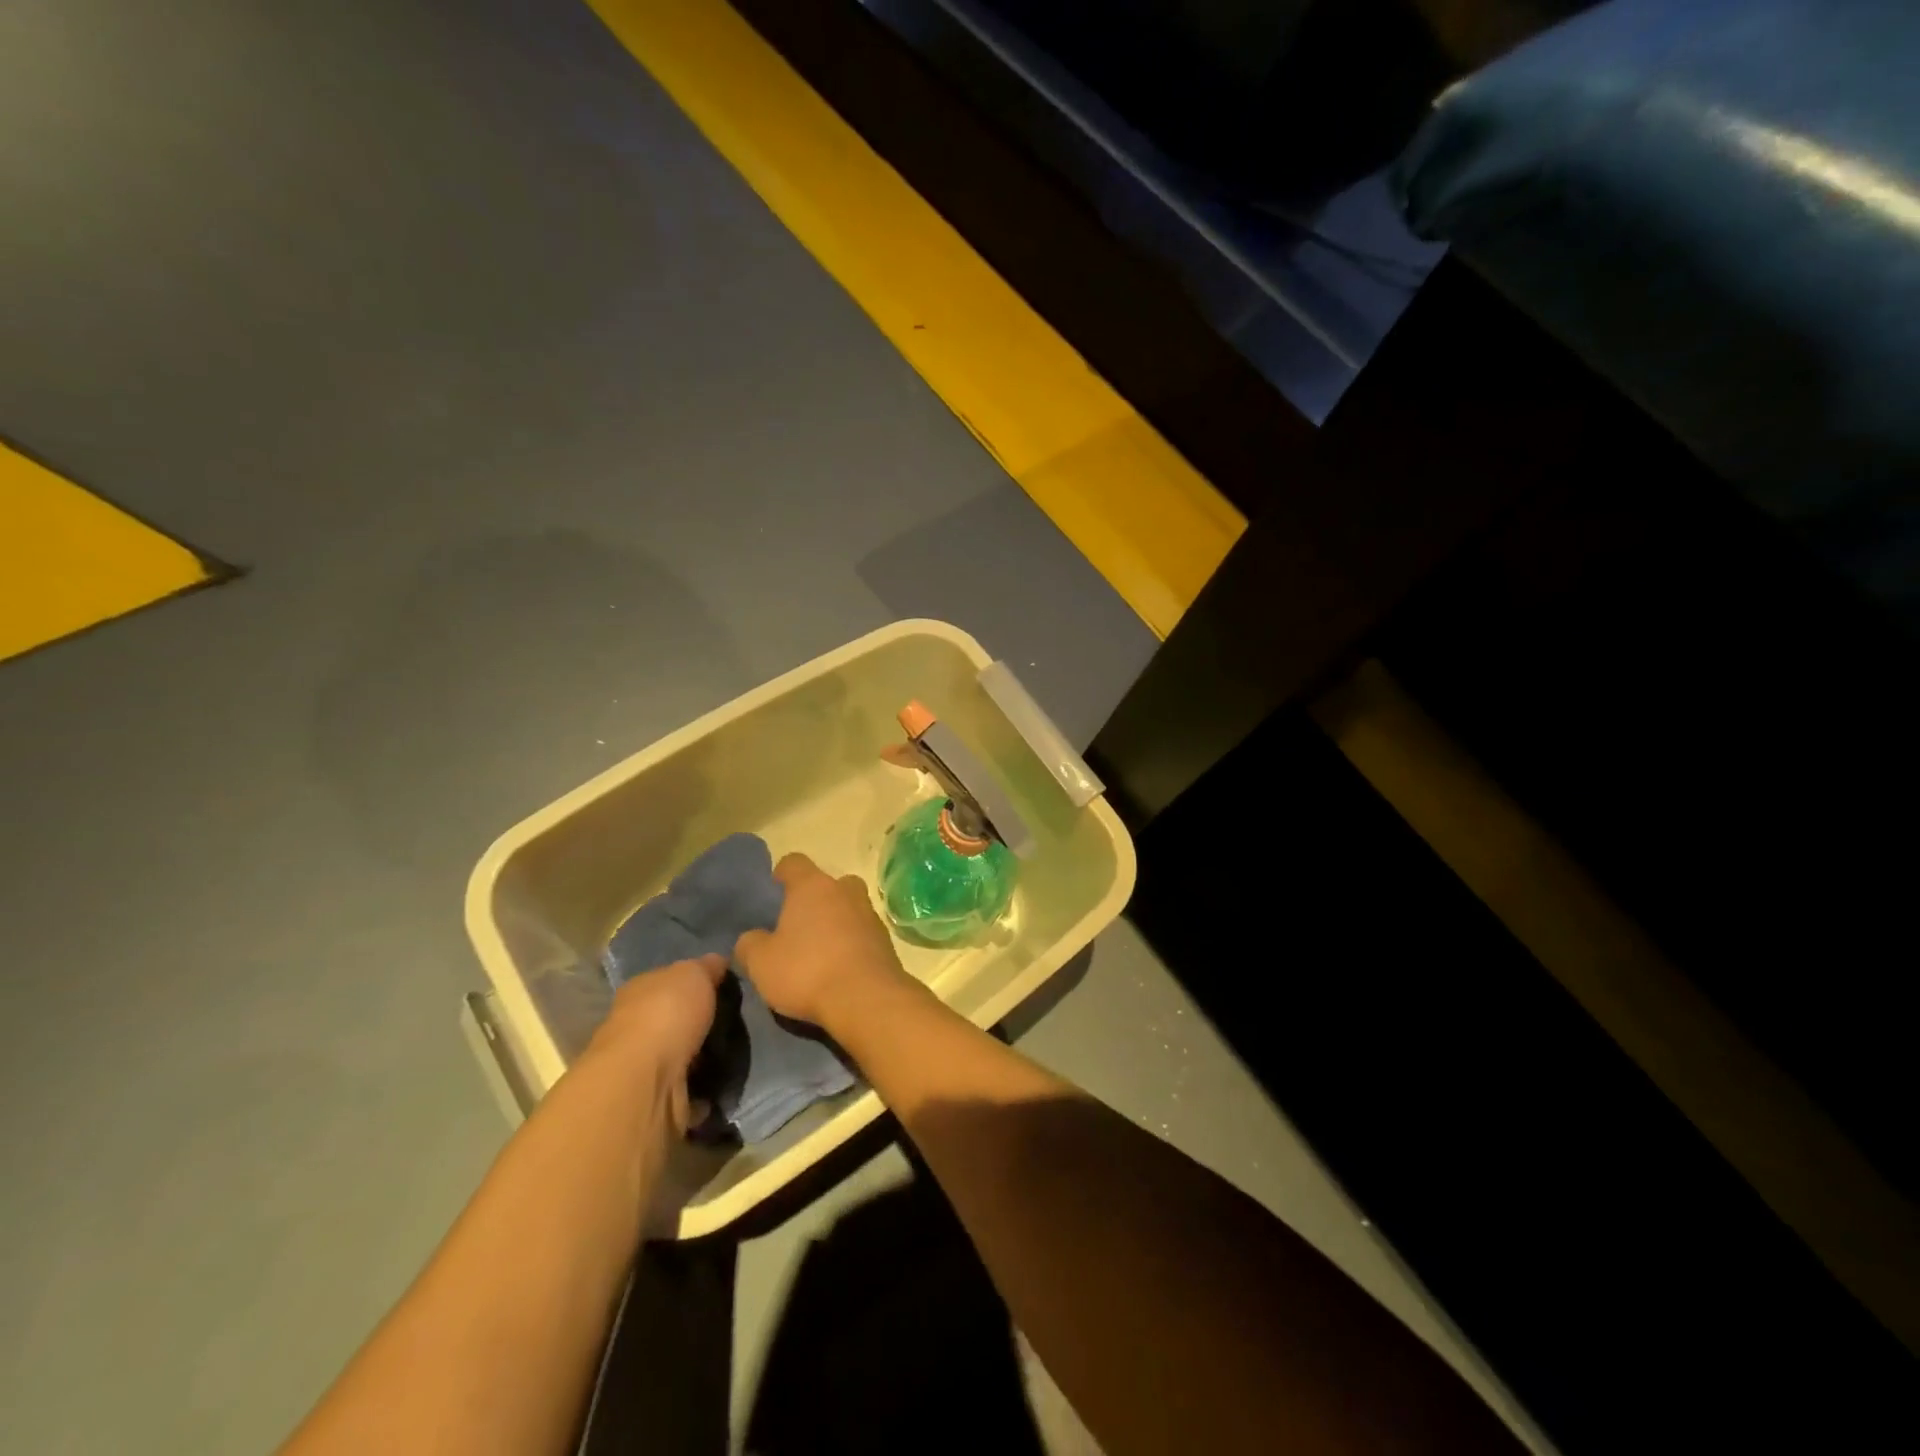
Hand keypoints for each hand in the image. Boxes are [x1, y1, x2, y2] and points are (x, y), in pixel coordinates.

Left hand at [586, 954, 725, 1133]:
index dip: (696, 982)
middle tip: (737, 1021)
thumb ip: (706, 967)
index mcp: (640, 991)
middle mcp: (636, 1029)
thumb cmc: (666, 1014)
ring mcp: (645, 1069)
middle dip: (701, 1023)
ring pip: (682, 1058)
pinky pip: (689, 1093)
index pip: (669, 981)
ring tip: (739, 1052)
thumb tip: (718, 962)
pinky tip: (726, 1083)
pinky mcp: (658, 1103)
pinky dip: (705, 1091)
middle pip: (675, 1021)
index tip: (725, 987)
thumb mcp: (694, 973)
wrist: (645, 1082)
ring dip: (705, 1059)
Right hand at [734, 853, 914, 1030]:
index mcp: (812, 886)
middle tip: (797, 927)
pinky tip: (839, 969)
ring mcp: (870, 914)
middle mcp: (845, 890)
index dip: (781, 875)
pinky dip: (851, 944)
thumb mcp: (761, 963)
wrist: (867, 1000)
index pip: (794, 862)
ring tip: (818, 952)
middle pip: (827, 884)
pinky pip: (862, 933)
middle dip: (813, 900)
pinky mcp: (886, 941)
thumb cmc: (807, 971)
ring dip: (835, 923)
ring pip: (848, 908)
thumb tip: (751, 939)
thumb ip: (749, 945)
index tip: (773, 894)